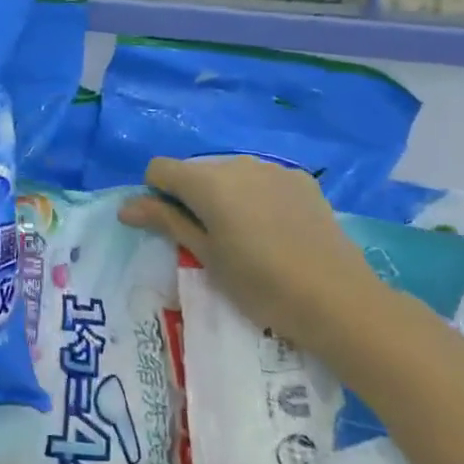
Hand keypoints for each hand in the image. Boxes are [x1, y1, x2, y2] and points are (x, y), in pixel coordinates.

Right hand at [118, 155, 393, 357]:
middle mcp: (237, 163)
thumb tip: (124, 206)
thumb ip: (166, 221)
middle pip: (196, 170)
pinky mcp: (301, 180)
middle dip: (191, 196)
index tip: (172, 228)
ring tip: (245, 237)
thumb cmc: (260, 284)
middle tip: (208, 240)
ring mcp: (273, 169)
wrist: (339, 300)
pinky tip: (274, 231)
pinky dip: (255, 197)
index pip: (160, 168)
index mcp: (207, 181)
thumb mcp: (205, 256)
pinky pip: (262, 180)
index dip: (156, 195)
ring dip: (224, 195)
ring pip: (230, 174)